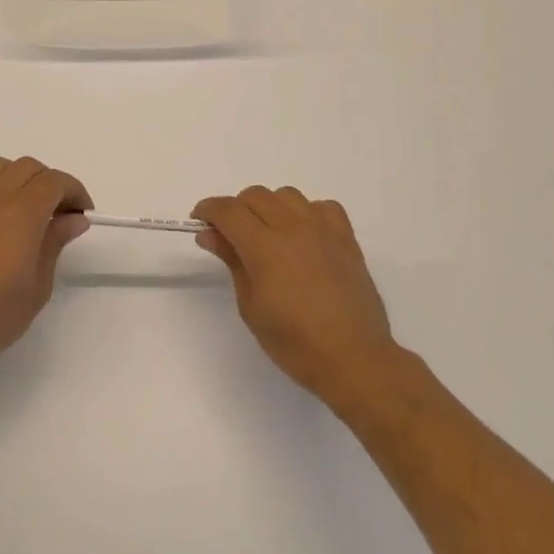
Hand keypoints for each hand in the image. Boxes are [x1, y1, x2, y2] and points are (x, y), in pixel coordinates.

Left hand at [0, 157, 92, 380]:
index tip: (83, 214)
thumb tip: (74, 218)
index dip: (75, 191)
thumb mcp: (38, 286)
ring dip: (20, 178)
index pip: (55, 181)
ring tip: (27, 207)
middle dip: (51, 183)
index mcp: (22, 213)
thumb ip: (56, 243)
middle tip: (60, 214)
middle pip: (29, 168)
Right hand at [193, 186, 396, 399]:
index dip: (208, 209)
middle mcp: (293, 228)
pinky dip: (307, 213)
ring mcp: (323, 230)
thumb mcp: (251, 306)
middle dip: (236, 209)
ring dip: (270, 207)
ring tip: (268, 234)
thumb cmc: (294, 343)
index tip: (200, 220)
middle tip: (231, 235)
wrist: (353, 358)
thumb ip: (232, 262)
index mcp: (264, 247)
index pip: (228, 210)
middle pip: (255, 195)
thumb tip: (210, 234)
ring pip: (287, 195)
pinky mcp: (347, 238)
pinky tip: (304, 235)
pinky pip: (323, 207)